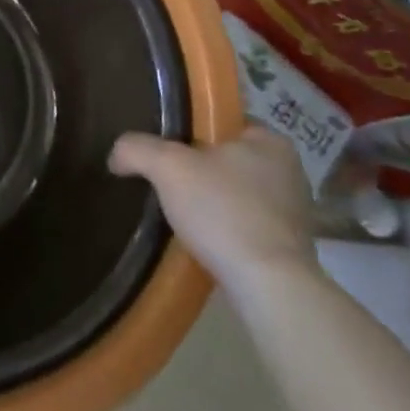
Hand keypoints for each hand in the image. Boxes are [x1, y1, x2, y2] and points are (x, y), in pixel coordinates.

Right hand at [109, 126, 317, 299]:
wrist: (269, 289)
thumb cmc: (224, 211)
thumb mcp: (168, 167)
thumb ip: (137, 149)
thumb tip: (116, 155)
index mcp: (269, 140)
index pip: (221, 121)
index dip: (189, 131)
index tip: (165, 147)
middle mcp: (289, 170)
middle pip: (227, 158)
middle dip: (199, 169)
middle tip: (167, 180)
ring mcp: (293, 212)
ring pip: (236, 194)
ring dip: (212, 202)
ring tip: (180, 213)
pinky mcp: (289, 249)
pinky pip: (247, 226)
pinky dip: (225, 229)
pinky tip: (203, 241)